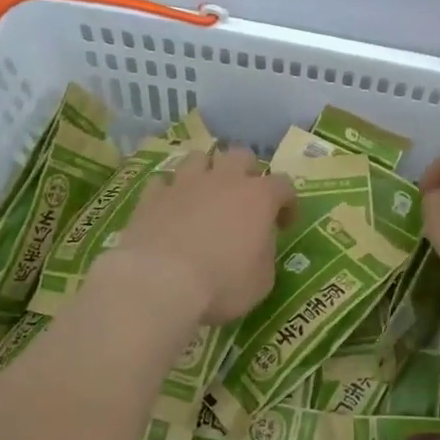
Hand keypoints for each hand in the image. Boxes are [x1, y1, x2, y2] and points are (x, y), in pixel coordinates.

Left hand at [112, 146, 296, 323]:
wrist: (160, 283)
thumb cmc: (222, 284)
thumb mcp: (262, 280)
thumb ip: (265, 253)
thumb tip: (259, 244)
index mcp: (258, 197)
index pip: (284, 185)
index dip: (287, 203)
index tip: (283, 225)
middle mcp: (223, 180)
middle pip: (241, 156)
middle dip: (246, 172)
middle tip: (243, 199)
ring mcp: (185, 183)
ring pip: (199, 157)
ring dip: (206, 172)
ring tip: (204, 194)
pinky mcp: (152, 195)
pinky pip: (163, 181)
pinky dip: (169, 191)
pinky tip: (170, 208)